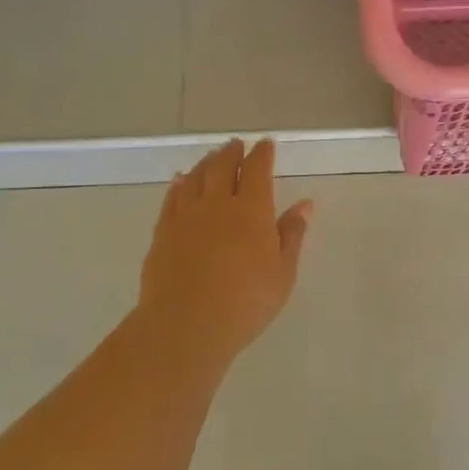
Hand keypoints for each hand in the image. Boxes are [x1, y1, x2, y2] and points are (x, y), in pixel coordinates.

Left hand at [136, 138, 312, 364]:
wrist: (186, 324)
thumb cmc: (246, 302)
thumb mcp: (282, 273)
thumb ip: (292, 234)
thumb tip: (305, 204)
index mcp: (251, 209)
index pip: (257, 170)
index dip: (262, 154)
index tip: (265, 144)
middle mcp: (217, 203)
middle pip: (222, 166)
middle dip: (231, 152)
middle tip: (236, 144)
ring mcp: (186, 216)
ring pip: (194, 177)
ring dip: (205, 163)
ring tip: (211, 157)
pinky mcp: (163, 232)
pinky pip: (171, 198)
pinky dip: (178, 184)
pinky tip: (179, 181)